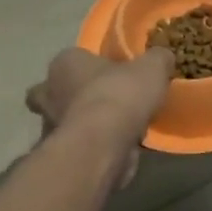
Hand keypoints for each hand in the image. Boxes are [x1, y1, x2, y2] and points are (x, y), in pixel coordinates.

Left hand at [25, 47, 174, 186]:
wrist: (103, 145)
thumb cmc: (120, 95)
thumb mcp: (152, 67)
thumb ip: (157, 59)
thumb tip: (163, 57)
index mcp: (64, 62)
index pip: (75, 58)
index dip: (95, 66)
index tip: (117, 75)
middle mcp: (48, 91)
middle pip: (61, 90)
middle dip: (79, 96)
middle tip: (108, 102)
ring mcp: (50, 124)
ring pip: (67, 119)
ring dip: (87, 123)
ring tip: (118, 128)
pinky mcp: (60, 153)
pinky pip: (79, 144)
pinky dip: (93, 146)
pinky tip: (117, 148)